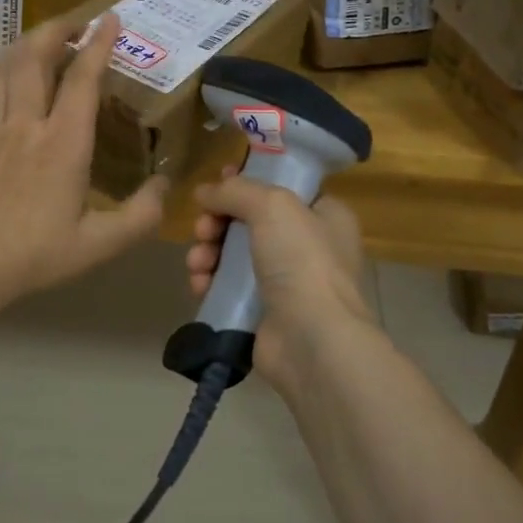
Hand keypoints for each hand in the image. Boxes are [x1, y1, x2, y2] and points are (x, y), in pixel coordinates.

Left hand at [0, 13, 166, 313]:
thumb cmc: (35, 254)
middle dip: (57, 28)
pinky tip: (22, 72)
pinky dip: (13, 64)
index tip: (112, 18)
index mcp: (63, 144)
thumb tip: (166, 185)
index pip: (81, 79)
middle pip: (36, 56)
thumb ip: (140, 215)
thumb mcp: (98, 244)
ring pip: (10, 65)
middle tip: (79, 20)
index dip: (99, 44)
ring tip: (51, 35)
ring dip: (31, 41)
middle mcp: (28, 124)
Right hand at [184, 165, 377, 394]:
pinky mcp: (264, 312)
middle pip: (250, 220)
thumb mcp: (272, 206)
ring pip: (234, 254)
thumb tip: (204, 191)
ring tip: (198, 262)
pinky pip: (228, 288)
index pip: (282, 187)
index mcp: (325, 214)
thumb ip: (236, 190)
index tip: (218, 181)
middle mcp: (309, 246)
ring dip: (208, 252)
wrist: (312, 341)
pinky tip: (199, 284)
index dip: (248, 182)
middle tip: (203, 228)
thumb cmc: (302, 261)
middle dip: (218, 221)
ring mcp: (287, 282)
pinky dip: (210, 282)